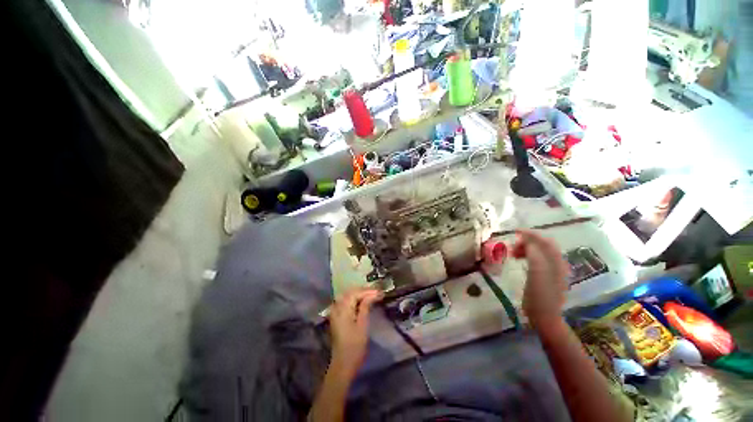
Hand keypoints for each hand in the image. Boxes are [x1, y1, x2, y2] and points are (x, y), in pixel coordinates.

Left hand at [328, 288, 382, 378]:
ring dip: (358, 294)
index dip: (368, 291)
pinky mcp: (336, 317)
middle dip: (363, 291)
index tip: (379, 292)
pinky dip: (353, 299)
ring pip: (347, 296)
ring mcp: (335, 312)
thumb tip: (372, 294)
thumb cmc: (355, 346)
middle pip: (350, 293)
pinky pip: (344, 302)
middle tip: (376, 291)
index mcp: (343, 309)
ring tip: (371, 294)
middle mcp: (337, 308)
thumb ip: (365, 307)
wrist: (343, 364)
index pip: (355, 293)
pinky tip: (361, 301)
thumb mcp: (362, 325)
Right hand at [514, 230, 569, 331]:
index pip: (544, 240)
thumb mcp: (536, 272)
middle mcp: (556, 263)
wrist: (544, 316)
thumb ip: (534, 254)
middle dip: (526, 241)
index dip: (530, 234)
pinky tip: (519, 260)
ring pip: (539, 251)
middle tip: (512, 246)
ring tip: (513, 254)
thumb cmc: (539, 295)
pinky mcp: (546, 276)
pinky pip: (537, 259)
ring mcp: (552, 270)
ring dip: (525, 249)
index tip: (514, 231)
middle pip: (542, 244)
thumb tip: (528, 241)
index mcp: (555, 261)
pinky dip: (527, 255)